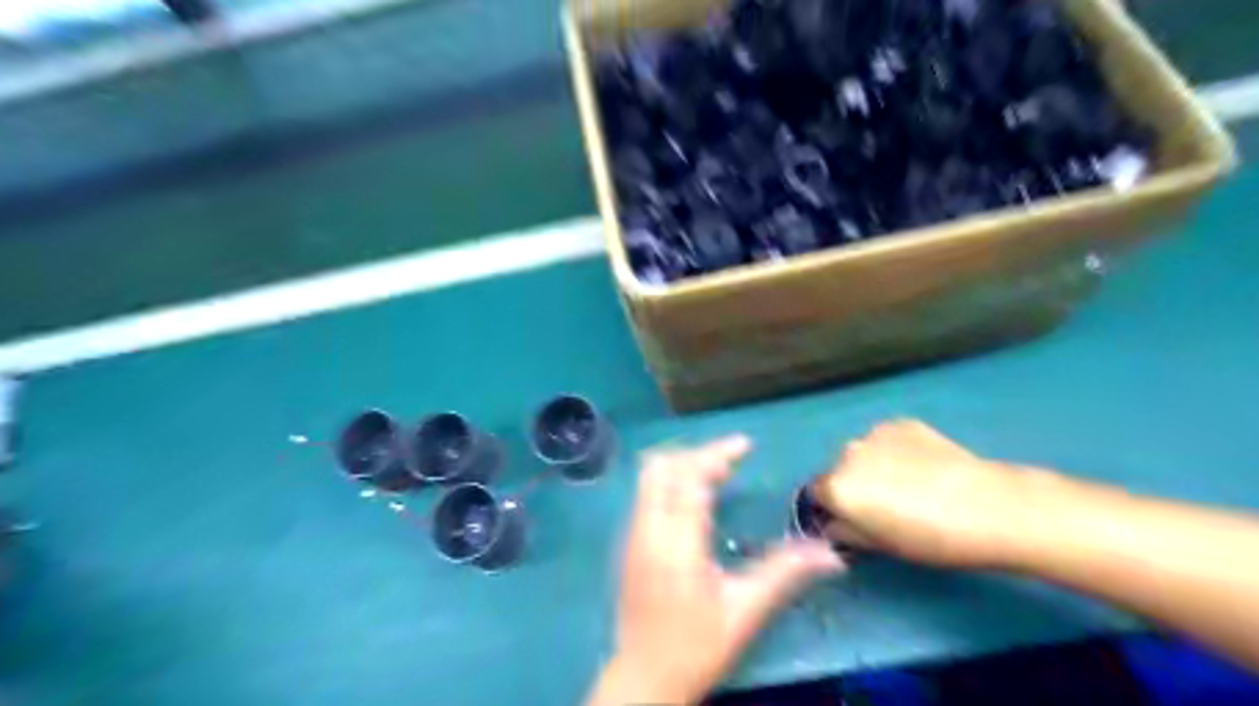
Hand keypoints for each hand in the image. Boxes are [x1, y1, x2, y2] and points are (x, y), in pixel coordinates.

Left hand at [591, 436, 845, 704]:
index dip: (717, 455)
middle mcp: (648, 528)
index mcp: (677, 542)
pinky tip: (693, 498)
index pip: (690, 478)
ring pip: (650, 477)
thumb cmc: (696, 646)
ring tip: (716, 472)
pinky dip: (670, 481)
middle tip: (731, 459)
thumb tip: (831, 554)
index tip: (745, 445)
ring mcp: (633, 534)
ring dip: (682, 464)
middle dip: (697, 454)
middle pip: (663, 467)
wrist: (643, 677)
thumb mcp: (745, 611)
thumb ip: (784, 573)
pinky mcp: (629, 543)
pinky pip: (646, 493)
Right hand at [811, 420, 1054, 566]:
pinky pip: (887, 441)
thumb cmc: (930, 538)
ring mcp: (874, 433)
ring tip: (909, 485)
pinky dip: (896, 452)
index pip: (816, 494)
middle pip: (839, 470)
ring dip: (873, 466)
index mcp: (836, 486)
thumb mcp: (880, 546)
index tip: (853, 520)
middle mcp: (847, 453)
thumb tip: (835, 524)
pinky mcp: (901, 423)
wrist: (988, 506)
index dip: (831, 509)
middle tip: (885, 506)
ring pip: (863, 453)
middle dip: (853, 485)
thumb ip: (845, 532)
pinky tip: (924, 468)